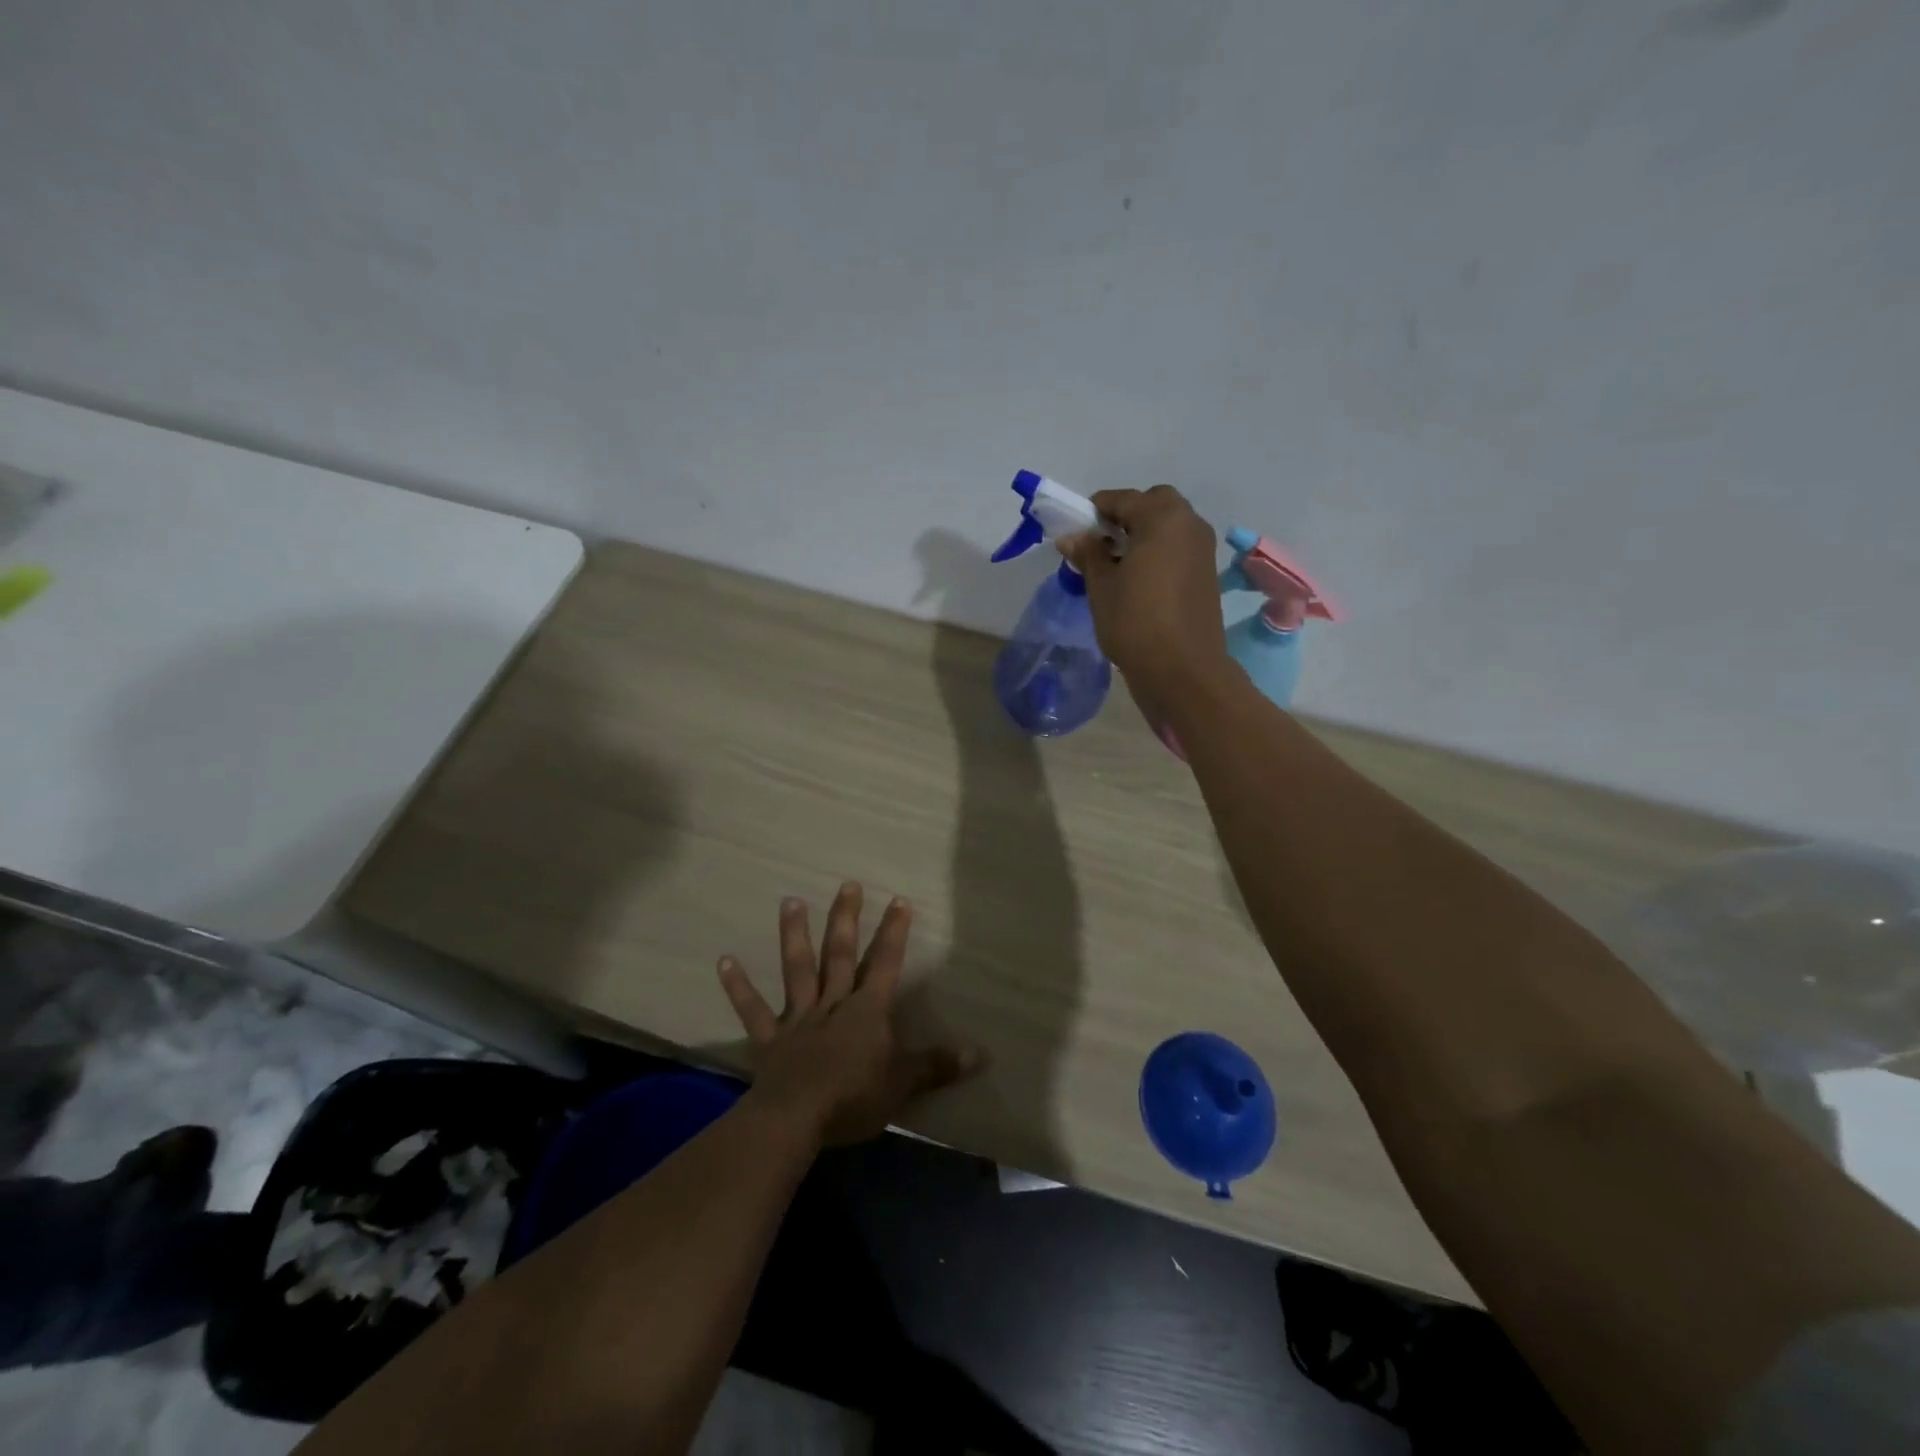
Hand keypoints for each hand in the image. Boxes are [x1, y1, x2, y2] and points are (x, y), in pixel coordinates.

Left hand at [717, 883, 982, 1145]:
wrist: (796, 1119)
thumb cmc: (854, 1097)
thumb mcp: (904, 1083)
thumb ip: (938, 1066)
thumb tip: (981, 1054)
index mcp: (866, 1010)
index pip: (885, 962)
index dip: (894, 932)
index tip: (898, 900)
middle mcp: (832, 1004)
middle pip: (839, 954)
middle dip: (846, 919)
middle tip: (846, 885)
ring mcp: (798, 1019)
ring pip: (797, 969)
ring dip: (793, 935)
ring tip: (790, 901)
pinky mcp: (769, 1040)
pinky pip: (753, 1011)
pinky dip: (738, 987)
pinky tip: (724, 961)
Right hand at [1060, 485, 1229, 700]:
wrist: (1181, 669)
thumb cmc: (1134, 621)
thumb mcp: (1101, 586)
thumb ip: (1088, 553)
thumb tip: (1071, 536)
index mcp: (1163, 518)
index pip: (1122, 499)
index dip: (1094, 510)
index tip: (1075, 530)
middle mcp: (1189, 524)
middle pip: (1154, 505)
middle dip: (1126, 516)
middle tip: (1102, 543)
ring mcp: (1203, 549)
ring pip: (1169, 527)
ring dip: (1143, 535)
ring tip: (1116, 565)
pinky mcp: (1207, 574)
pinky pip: (1178, 549)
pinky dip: (1158, 553)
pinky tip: (1138, 580)